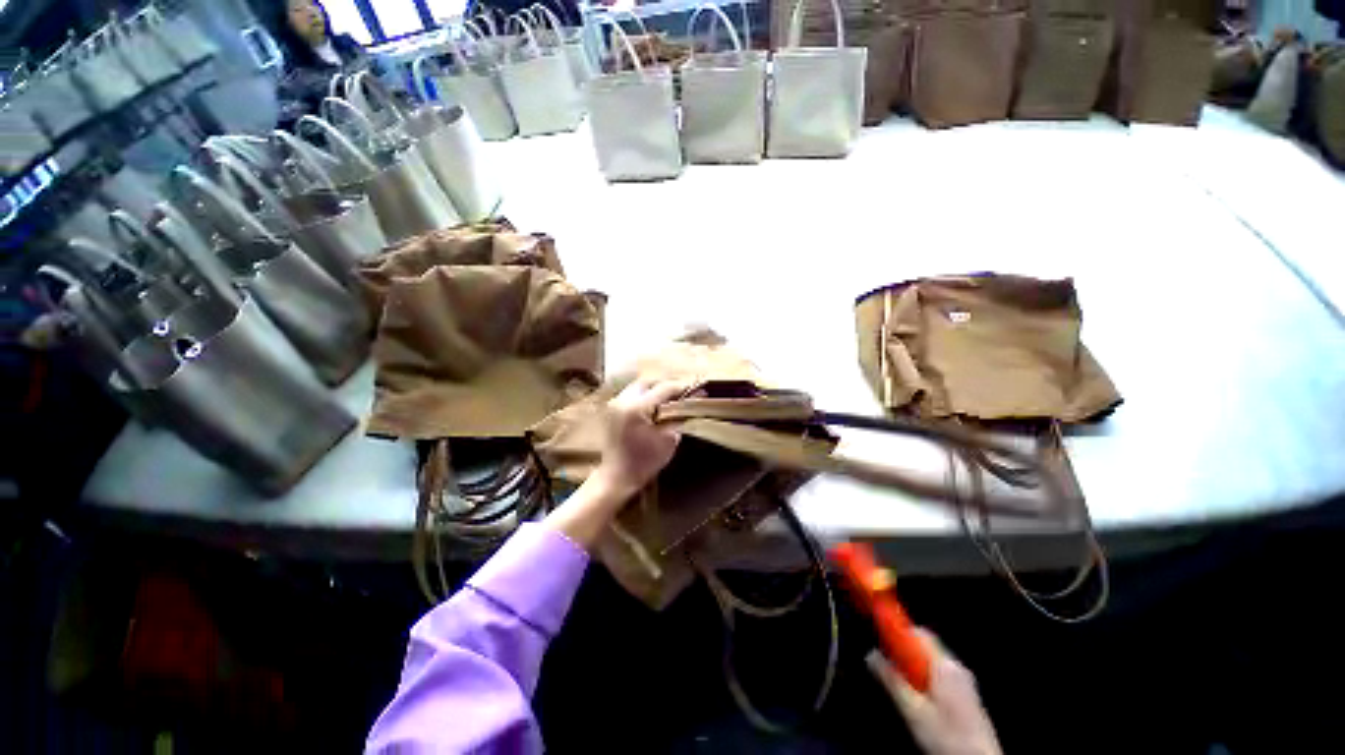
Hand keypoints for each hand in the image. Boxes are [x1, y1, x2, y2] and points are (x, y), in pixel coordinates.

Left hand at [542, 379, 686, 548]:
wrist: (617, 476)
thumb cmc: (645, 462)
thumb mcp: (669, 439)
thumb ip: (681, 416)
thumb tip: (695, 399)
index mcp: (637, 407)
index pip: (664, 388)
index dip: (683, 387)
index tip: (699, 389)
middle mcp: (624, 399)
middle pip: (650, 381)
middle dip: (668, 385)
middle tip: (685, 393)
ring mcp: (616, 402)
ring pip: (640, 385)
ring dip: (657, 388)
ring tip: (672, 398)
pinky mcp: (613, 408)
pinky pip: (633, 393)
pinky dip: (646, 394)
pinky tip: (657, 404)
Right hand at [867, 630, 1001, 754]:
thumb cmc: (947, 736)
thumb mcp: (913, 711)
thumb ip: (891, 680)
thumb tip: (870, 655)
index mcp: (945, 665)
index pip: (918, 633)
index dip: (897, 631)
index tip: (879, 637)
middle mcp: (957, 667)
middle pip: (925, 647)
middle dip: (904, 652)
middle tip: (887, 666)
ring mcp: (965, 682)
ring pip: (931, 662)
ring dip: (914, 668)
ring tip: (901, 686)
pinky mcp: (967, 696)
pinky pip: (940, 675)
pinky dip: (925, 679)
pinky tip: (919, 699)